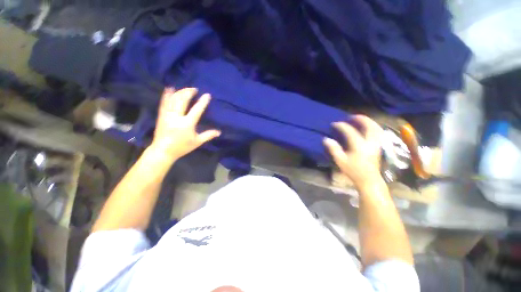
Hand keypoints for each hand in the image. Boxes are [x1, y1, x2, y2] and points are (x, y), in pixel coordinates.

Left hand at [149, 87, 220, 160]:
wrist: (163, 151)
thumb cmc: (182, 147)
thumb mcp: (197, 142)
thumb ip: (208, 135)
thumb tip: (219, 132)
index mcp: (187, 124)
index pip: (197, 110)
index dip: (202, 102)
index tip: (207, 95)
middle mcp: (177, 117)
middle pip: (182, 101)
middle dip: (188, 92)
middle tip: (194, 89)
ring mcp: (167, 115)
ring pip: (173, 100)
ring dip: (180, 92)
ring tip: (186, 89)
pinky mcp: (161, 115)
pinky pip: (164, 102)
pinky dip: (167, 95)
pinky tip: (169, 89)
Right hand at [323, 115, 383, 188]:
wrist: (369, 180)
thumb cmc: (353, 171)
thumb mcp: (340, 161)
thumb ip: (334, 149)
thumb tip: (326, 139)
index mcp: (359, 146)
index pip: (350, 131)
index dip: (341, 126)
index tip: (334, 124)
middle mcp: (370, 142)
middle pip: (369, 125)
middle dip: (360, 118)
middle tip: (351, 116)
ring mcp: (376, 143)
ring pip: (376, 127)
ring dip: (368, 121)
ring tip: (359, 119)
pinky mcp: (378, 146)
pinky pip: (378, 132)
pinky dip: (373, 126)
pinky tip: (367, 127)